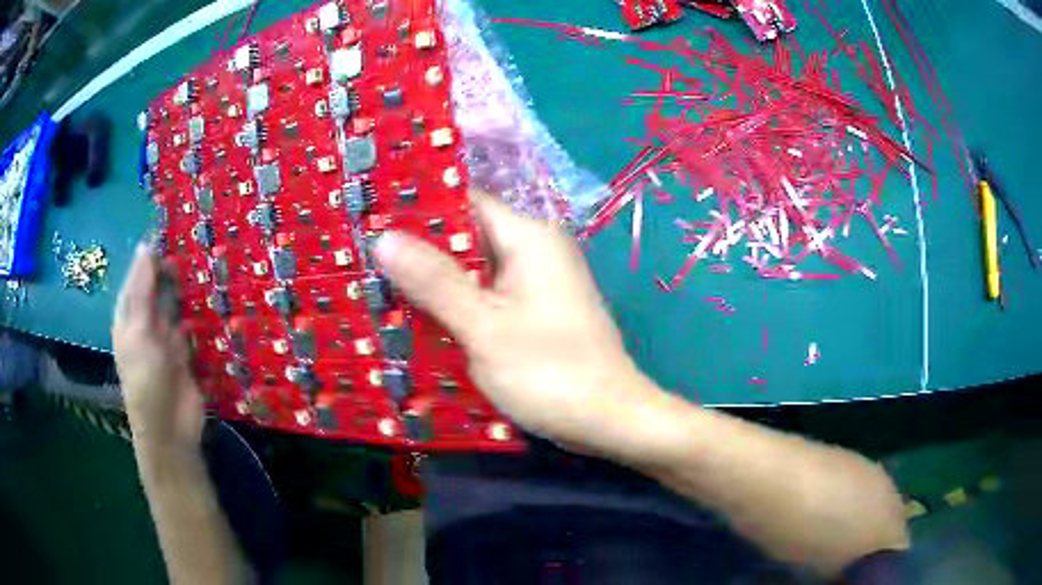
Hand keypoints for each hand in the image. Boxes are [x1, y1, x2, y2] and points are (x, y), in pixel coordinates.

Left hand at [112, 243, 204, 449]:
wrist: (170, 429)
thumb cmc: (146, 379)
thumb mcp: (138, 331)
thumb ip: (142, 289)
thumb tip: (146, 244)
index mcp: (130, 313)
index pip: (140, 272)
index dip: (154, 249)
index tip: (177, 224)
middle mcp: (148, 320)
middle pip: (160, 284)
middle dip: (176, 264)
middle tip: (202, 236)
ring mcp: (168, 335)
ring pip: (179, 301)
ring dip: (192, 285)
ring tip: (214, 256)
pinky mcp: (188, 350)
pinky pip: (195, 322)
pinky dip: (203, 309)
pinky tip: (218, 292)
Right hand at [375, 193, 661, 453]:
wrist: (609, 420)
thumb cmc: (551, 372)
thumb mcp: (484, 327)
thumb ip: (434, 282)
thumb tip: (384, 238)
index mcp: (529, 238)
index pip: (465, 202)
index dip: (418, 208)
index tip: (372, 219)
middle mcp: (535, 252)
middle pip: (467, 238)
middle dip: (419, 252)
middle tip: (363, 260)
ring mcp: (536, 285)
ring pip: (474, 272)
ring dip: (434, 283)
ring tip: (378, 289)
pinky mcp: (534, 314)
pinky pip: (487, 299)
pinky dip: (457, 307)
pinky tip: (419, 321)